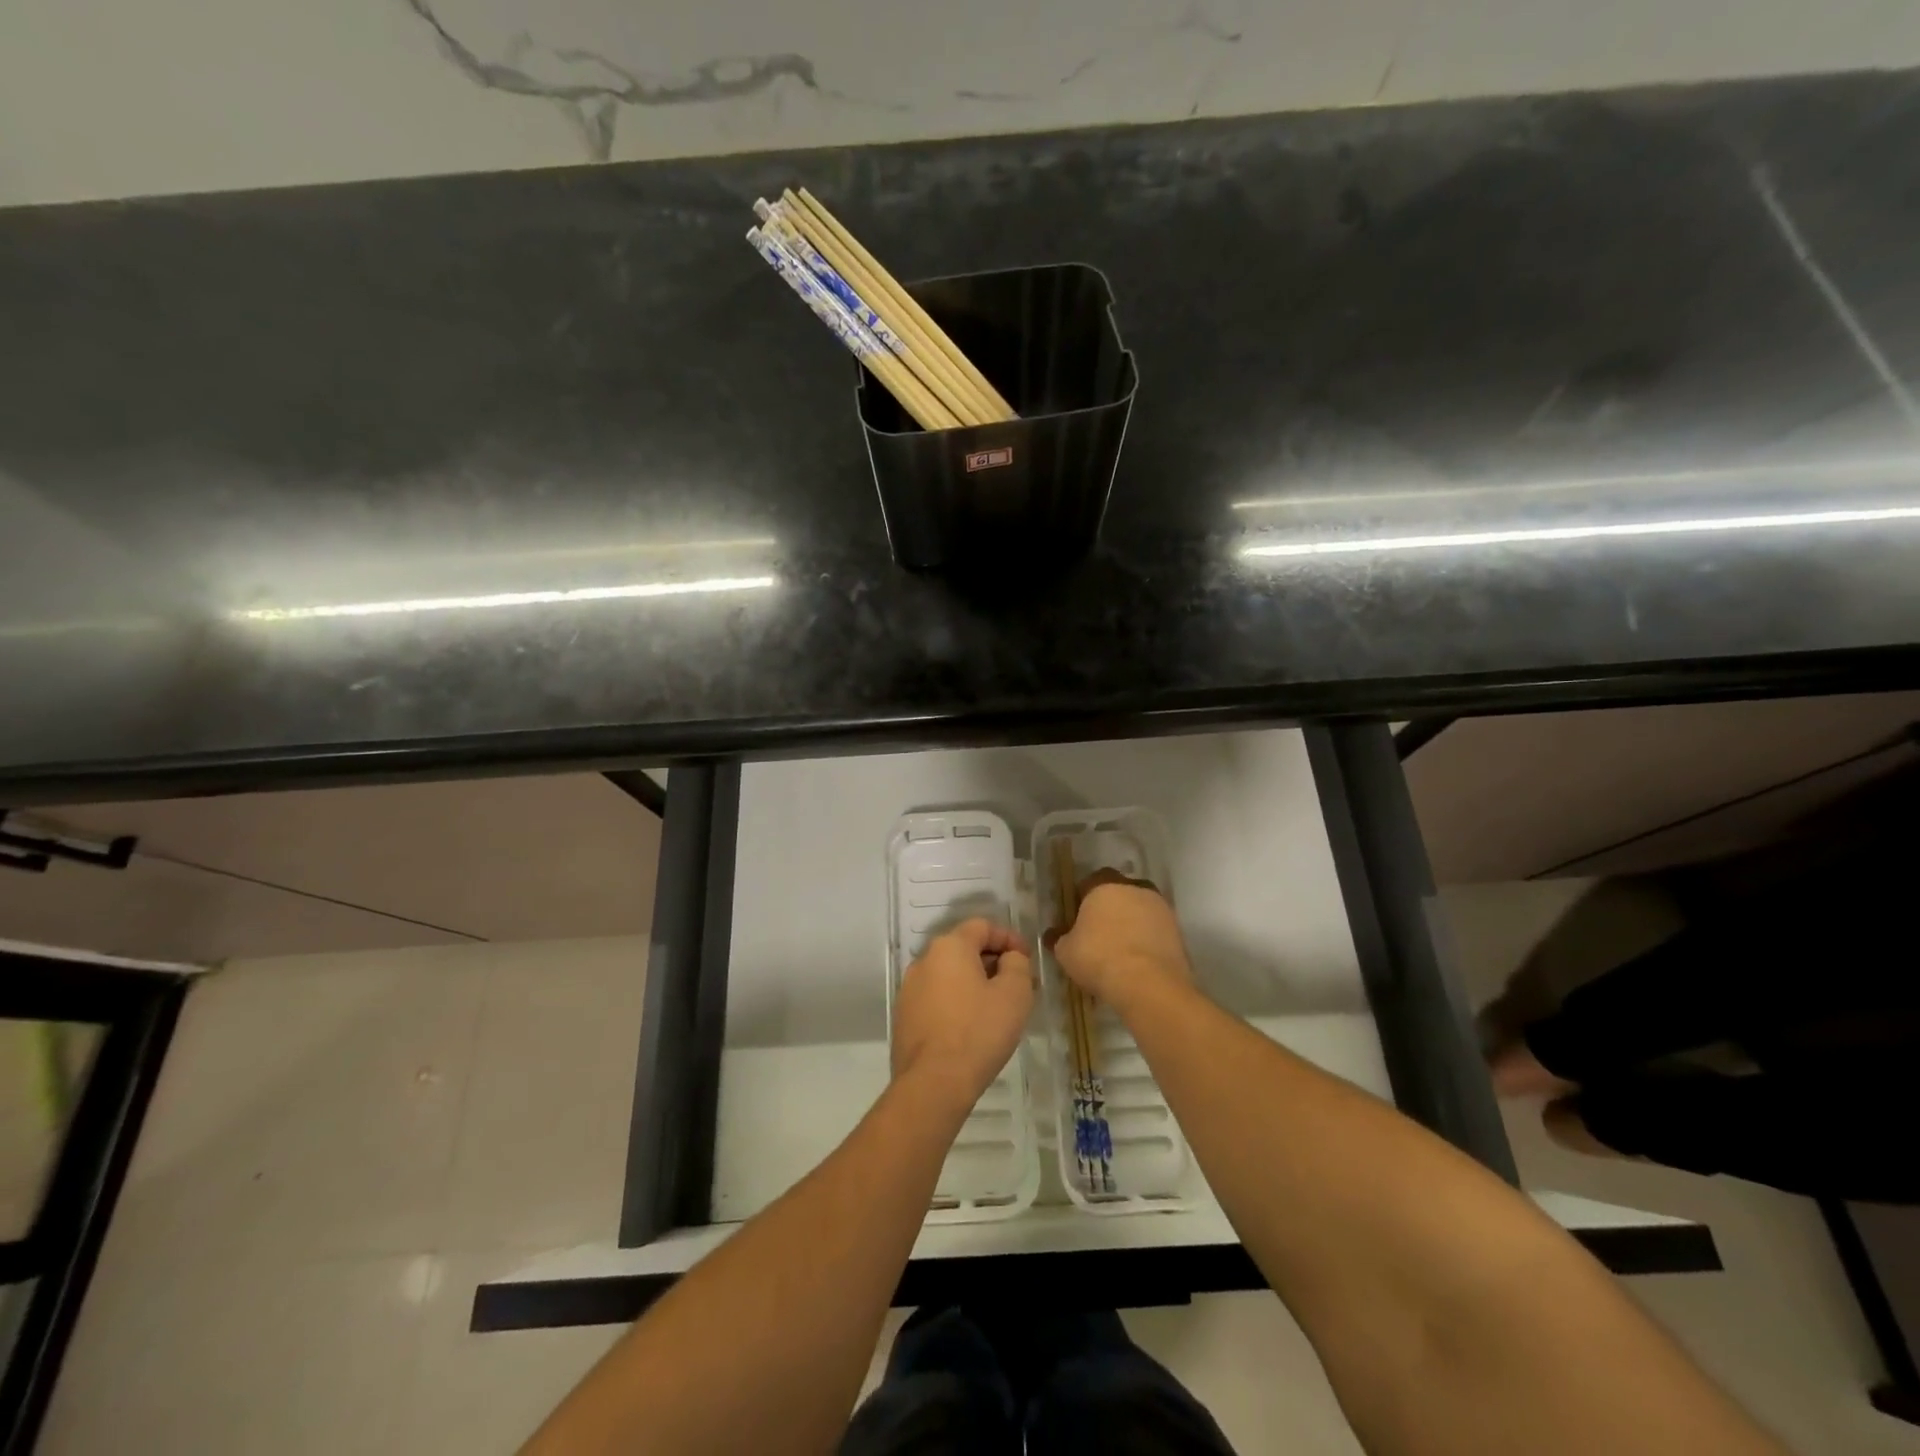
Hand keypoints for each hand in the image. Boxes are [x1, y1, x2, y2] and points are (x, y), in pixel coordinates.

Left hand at [892, 919, 1034, 1108]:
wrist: (933, 1083)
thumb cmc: (979, 1031)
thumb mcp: (1014, 994)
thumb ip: (1017, 964)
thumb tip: (1009, 958)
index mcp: (949, 947)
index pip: (982, 926)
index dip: (1009, 938)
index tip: (1027, 959)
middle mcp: (924, 960)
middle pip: (964, 949)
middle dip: (993, 961)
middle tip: (1017, 985)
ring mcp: (910, 989)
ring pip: (949, 975)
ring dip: (974, 983)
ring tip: (997, 1008)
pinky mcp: (905, 1016)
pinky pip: (937, 997)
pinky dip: (957, 1002)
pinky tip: (972, 1027)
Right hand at [1050, 870, 1192, 1013]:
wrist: (1149, 985)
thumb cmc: (1099, 959)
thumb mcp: (1066, 952)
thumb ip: (1059, 938)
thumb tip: (1053, 934)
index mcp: (1104, 886)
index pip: (1089, 882)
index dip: (1081, 899)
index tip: (1076, 919)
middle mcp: (1134, 889)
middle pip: (1118, 892)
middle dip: (1110, 908)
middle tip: (1099, 933)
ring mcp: (1160, 908)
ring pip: (1140, 909)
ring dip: (1131, 923)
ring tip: (1121, 949)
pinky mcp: (1177, 930)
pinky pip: (1155, 929)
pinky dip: (1147, 940)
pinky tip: (1138, 960)